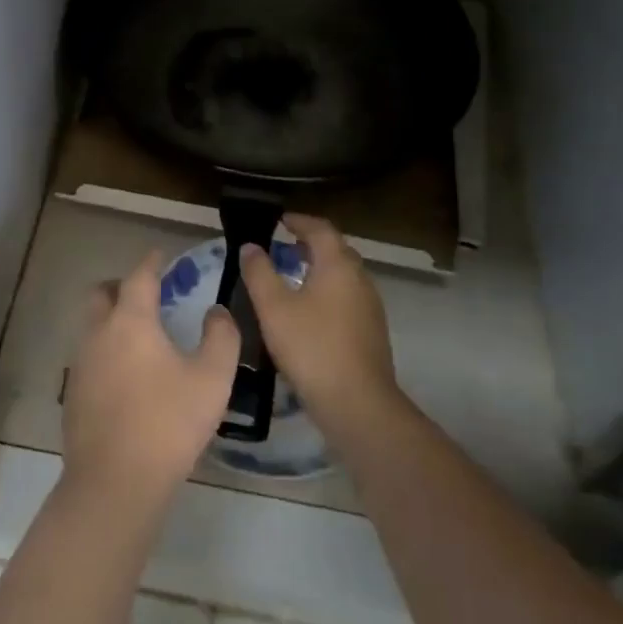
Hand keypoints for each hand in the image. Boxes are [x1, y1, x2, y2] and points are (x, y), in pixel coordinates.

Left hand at [63, 251, 240, 513]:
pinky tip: (127, 376)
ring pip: (92, 325)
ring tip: (140, 336)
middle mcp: (99, 333)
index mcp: (131, 321)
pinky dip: (106, 351)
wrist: (115, 481)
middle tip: (145, 293)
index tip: (162, 255)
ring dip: (111, 319)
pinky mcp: (73, 392)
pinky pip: (89, 356)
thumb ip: (221, 337)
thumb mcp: (212, 379)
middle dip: (120, 285)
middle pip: (102, 294)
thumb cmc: (168, 423)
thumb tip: (216, 312)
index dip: (152, 262)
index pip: (139, 276)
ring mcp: (80, 363)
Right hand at [236, 214, 398, 439]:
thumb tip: (250, 247)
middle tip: (282, 246)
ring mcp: (370, 306)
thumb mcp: (273, 308)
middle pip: (335, 250)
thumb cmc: (311, 347)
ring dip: (318, 268)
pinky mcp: (371, 331)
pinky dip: (326, 291)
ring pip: (342, 275)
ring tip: (290, 277)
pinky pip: (346, 297)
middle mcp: (359, 279)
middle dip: (309, 243)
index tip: (278, 220)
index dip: (299, 221)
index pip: (320, 229)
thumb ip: (259, 272)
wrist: (357, 403)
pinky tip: (308, 311)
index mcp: (338, 265)